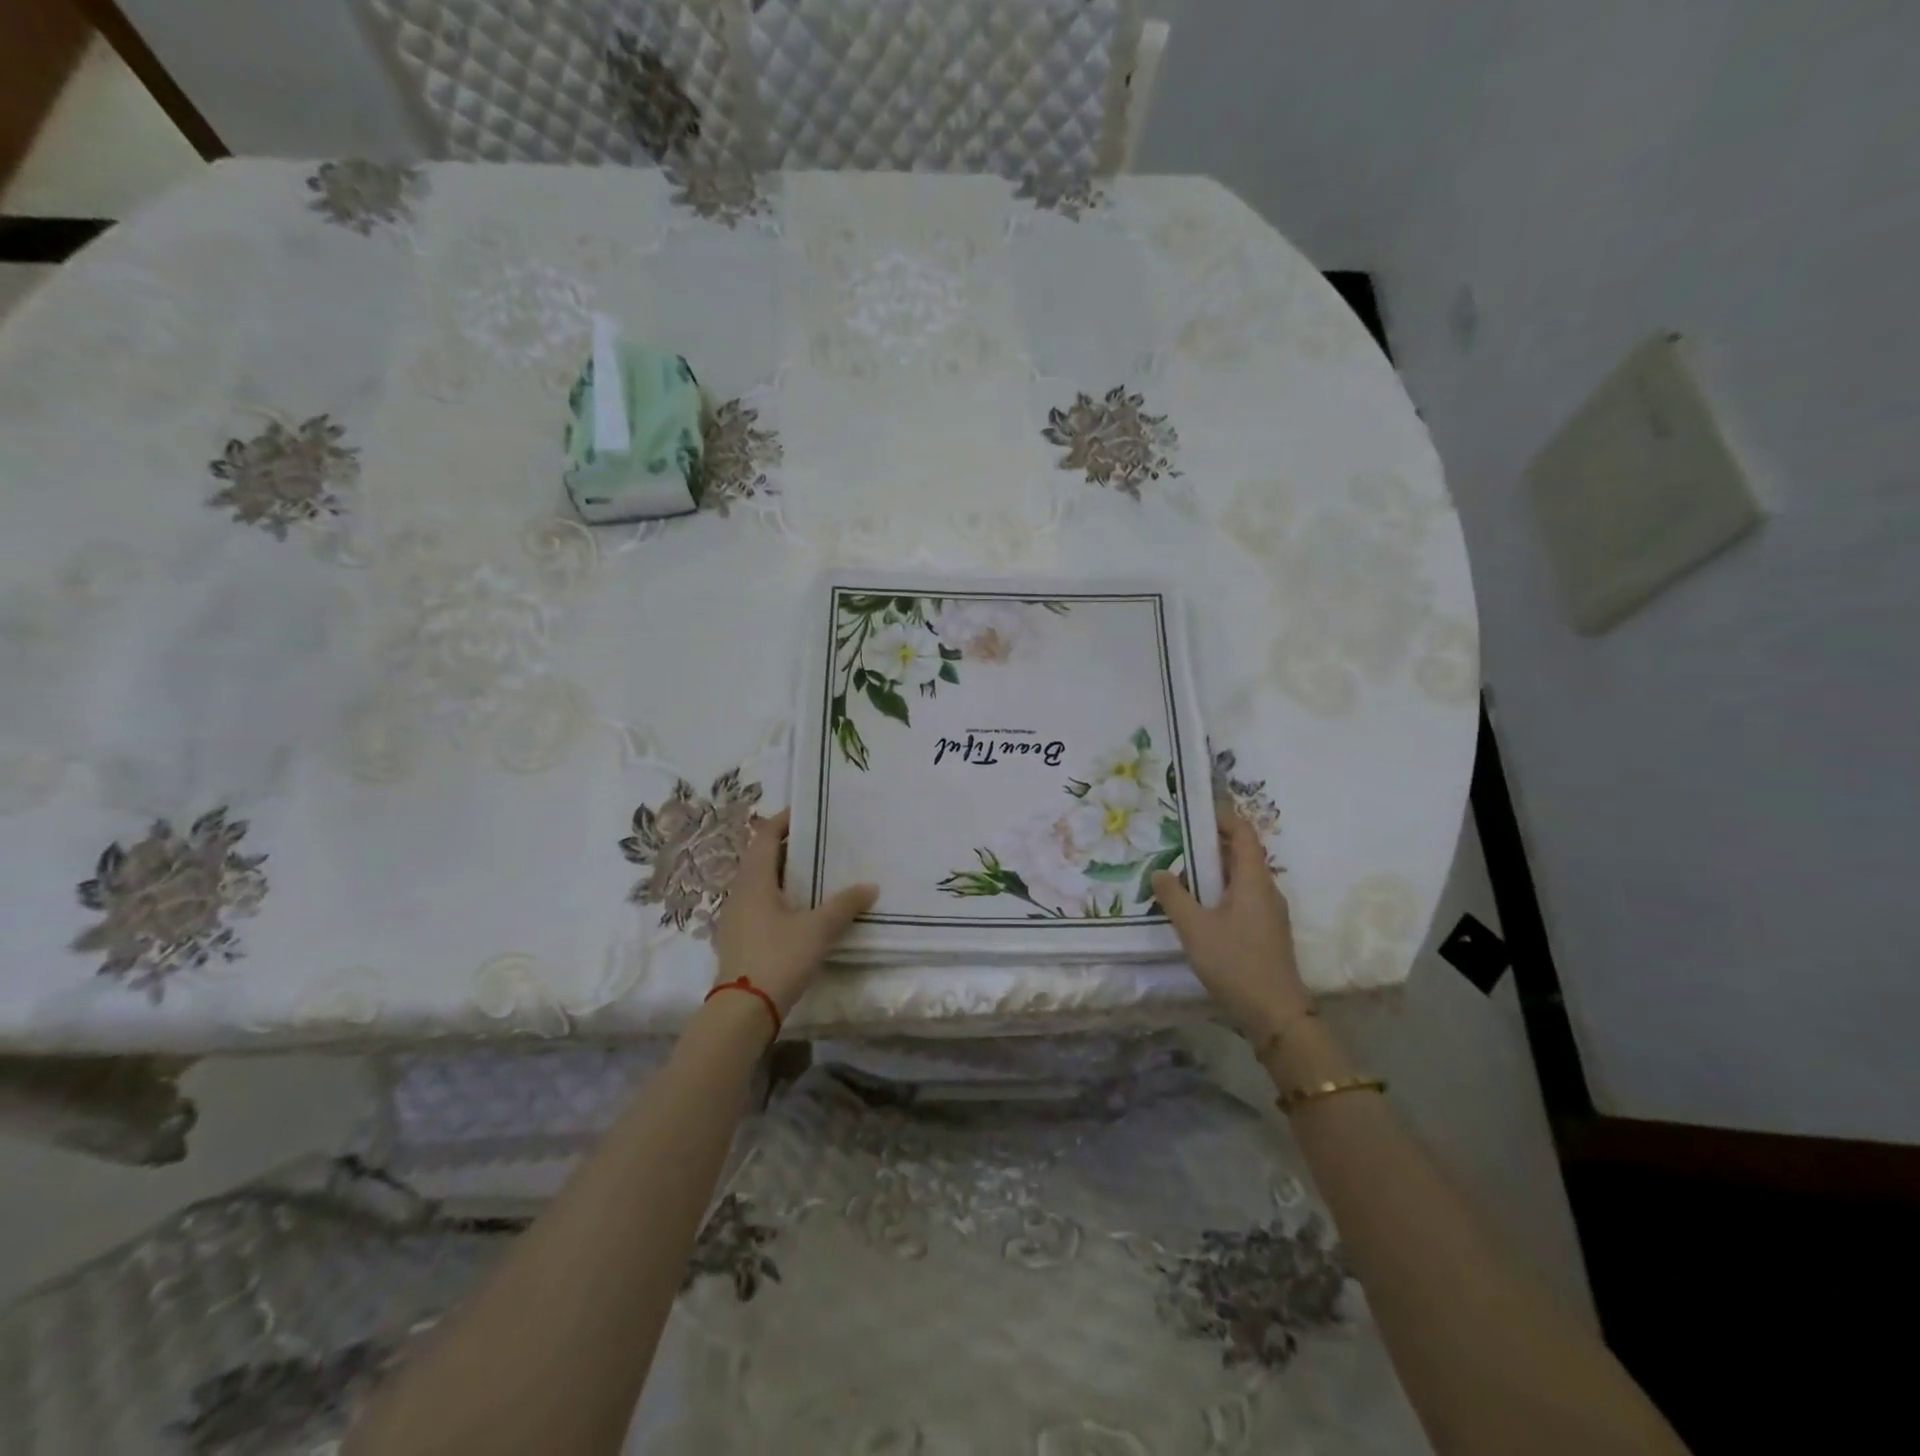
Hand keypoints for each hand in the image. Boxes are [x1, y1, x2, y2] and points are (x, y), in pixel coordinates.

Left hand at [714, 809, 877, 1016]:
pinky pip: (760, 904)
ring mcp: (736, 917)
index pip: (764, 836)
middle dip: (789, 847)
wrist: (742, 1011)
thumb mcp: (818, 929)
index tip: (808, 811)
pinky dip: (780, 896)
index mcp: (754, 880)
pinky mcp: (739, 939)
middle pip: (761, 858)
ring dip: (784, 873)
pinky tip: (802, 909)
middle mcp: (740, 892)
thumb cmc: (778, 958)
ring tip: (817, 872)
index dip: (783, 820)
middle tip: (821, 841)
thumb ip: (844, 905)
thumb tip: (870, 886)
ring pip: (760, 883)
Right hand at [1151, 809, 1310, 1039]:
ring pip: (1241, 878)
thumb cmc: (1236, 963)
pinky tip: (1197, 905)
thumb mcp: (1195, 928)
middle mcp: (1266, 890)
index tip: (1195, 811)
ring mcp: (1269, 913)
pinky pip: (1241, 898)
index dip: (1223, 817)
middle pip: (1242, 853)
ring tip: (1181, 869)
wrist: (1276, 1015)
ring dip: (1214, 869)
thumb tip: (1161, 871)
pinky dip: (1220, 891)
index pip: (1244, 833)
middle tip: (1178, 838)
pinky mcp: (1265, 932)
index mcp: (1254, 880)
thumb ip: (1174, 896)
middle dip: (1212, 842)